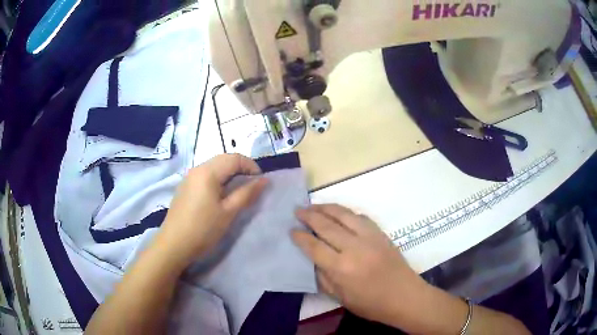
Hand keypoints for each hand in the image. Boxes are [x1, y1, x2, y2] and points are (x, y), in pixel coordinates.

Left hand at [155, 154, 267, 270]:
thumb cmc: (203, 229)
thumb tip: (264, 180)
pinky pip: (205, 176)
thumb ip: (247, 193)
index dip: (251, 166)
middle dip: (241, 168)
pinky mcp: (185, 187)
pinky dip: (218, 180)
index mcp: (207, 171)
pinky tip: (220, 196)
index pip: (234, 158)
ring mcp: (189, 178)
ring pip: (214, 167)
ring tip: (238, 191)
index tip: (260, 182)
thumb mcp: (228, 212)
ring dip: (229, 174)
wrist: (174, 244)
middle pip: (223, 159)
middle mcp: (197, 169)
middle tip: (251, 186)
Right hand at [293, 204, 427, 326]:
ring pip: (343, 215)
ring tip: (313, 205)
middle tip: (297, 210)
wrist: (404, 296)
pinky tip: (339, 213)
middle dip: (309, 216)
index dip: (300, 237)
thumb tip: (313, 260)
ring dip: (325, 207)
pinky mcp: (380, 233)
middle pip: (326, 225)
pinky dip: (346, 212)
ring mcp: (369, 237)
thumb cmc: (371, 303)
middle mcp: (354, 248)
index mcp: (341, 268)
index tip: (291, 230)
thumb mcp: (340, 298)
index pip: (314, 246)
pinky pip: (360, 217)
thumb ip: (323, 278)